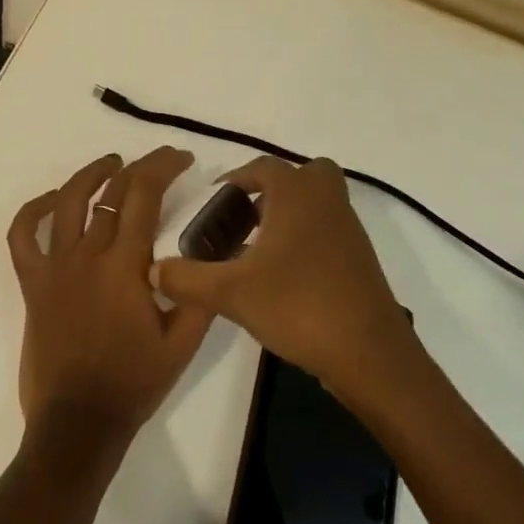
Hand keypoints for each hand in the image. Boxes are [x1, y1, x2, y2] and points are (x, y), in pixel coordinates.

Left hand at [7, 147, 213, 442]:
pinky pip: (21, 236)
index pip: (143, 194)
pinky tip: (52, 201)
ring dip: (90, 174)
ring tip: (110, 163)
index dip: (164, 166)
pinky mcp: (32, 283)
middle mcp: (87, 255)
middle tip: (159, 162)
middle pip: (111, 191)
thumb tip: (212, 252)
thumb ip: (199, 292)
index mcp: (125, 265)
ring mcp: (54, 267)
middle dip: (140, 167)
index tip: (182, 158)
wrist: (79, 423)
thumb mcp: (183, 343)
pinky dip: (32, 211)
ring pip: (66, 201)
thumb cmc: (134, 382)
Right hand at [151, 156, 417, 402]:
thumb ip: (188, 279)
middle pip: (302, 175)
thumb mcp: (232, 293)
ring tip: (257, 250)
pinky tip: (284, 276)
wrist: (370, 355)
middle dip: (272, 190)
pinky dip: (307, 238)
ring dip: (290, 214)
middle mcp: (326, 201)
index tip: (213, 203)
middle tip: (244, 219)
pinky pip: (329, 229)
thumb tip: (153, 271)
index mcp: (297, 194)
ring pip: (318, 202)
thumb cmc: (299, 306)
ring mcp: (349, 229)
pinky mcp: (360, 259)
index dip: (234, 180)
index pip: (262, 168)